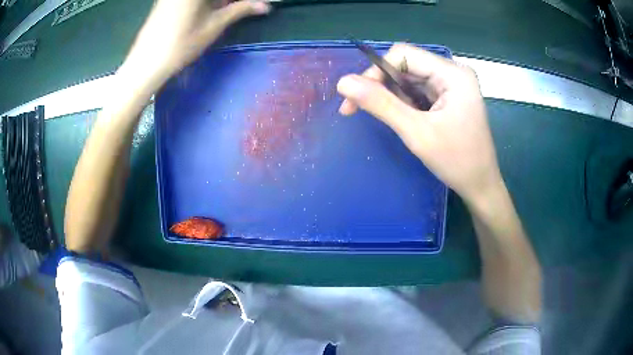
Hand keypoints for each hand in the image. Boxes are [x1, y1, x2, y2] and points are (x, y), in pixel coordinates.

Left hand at [119, 0, 270, 91]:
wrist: (145, 64)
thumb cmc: (181, 45)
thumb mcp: (214, 25)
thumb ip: (240, 10)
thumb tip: (266, 6)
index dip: (242, 0)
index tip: (253, 4)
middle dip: (229, 0)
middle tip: (244, 7)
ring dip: (218, 2)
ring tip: (230, 10)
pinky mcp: (166, 1)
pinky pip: (190, 0)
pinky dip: (204, 3)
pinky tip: (211, 11)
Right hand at [337, 44, 502, 202]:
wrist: (481, 186)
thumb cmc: (457, 162)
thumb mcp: (416, 132)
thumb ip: (380, 104)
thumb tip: (342, 82)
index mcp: (452, 74)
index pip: (403, 54)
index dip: (375, 71)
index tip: (357, 97)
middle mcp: (453, 72)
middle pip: (405, 65)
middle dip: (380, 85)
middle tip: (355, 108)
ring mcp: (452, 85)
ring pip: (409, 78)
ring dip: (390, 96)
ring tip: (383, 118)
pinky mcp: (449, 97)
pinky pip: (418, 91)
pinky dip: (403, 103)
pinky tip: (401, 119)